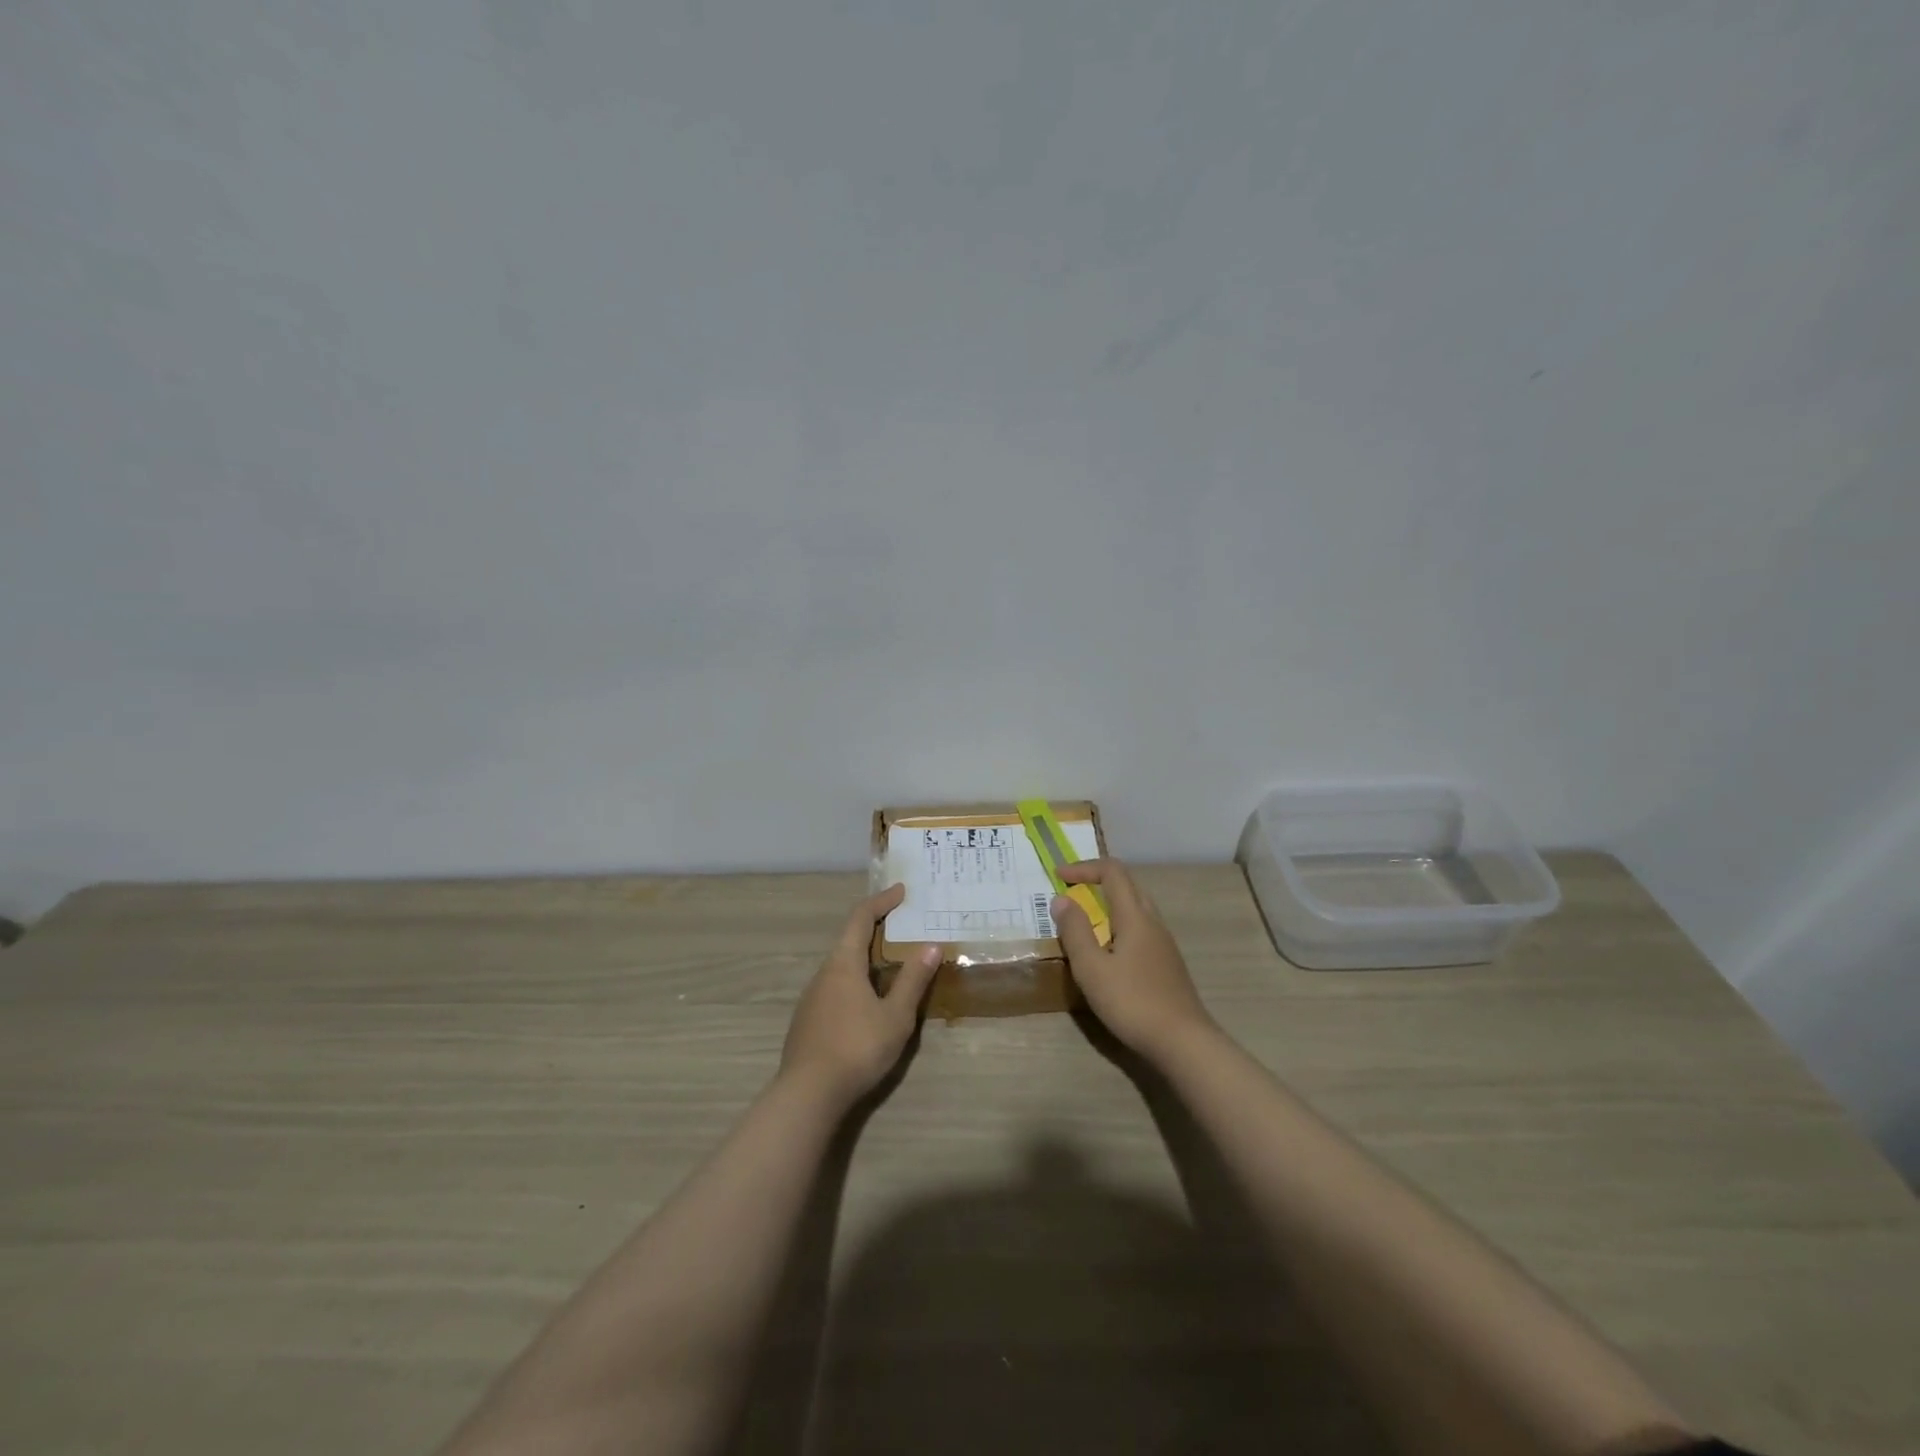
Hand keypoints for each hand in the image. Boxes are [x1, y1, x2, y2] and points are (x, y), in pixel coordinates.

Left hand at [780, 884, 940, 1109]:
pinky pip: (836, 988)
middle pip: (849, 940)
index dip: (881, 901)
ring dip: (866, 959)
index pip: (861, 918)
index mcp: (843, 963)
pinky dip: (856, 981)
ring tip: (892, 966)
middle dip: (875, 930)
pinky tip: (869, 1003)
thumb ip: (913, 980)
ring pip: (842, 967)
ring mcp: (812, 998)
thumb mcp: (896, 1016)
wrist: (808, 1094)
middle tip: (902, 928)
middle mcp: (824, 973)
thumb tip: (931, 946)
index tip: (901, 891)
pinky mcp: (808, 1021)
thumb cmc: (857, 1047)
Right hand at [1051, 858, 1215, 1063]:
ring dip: (1109, 905)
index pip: (1113, 872)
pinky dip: (1119, 926)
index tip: (1059, 876)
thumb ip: (1075, 931)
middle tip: (1070, 894)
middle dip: (1097, 882)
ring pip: (1136, 908)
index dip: (1084, 867)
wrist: (1183, 1042)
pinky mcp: (1167, 964)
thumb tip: (1062, 899)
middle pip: (1128, 886)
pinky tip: (1108, 952)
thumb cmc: (1132, 1002)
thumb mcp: (1092, 968)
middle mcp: (1153, 922)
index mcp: (1135, 916)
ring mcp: (1164, 944)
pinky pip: (1141, 930)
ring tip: (1085, 923)